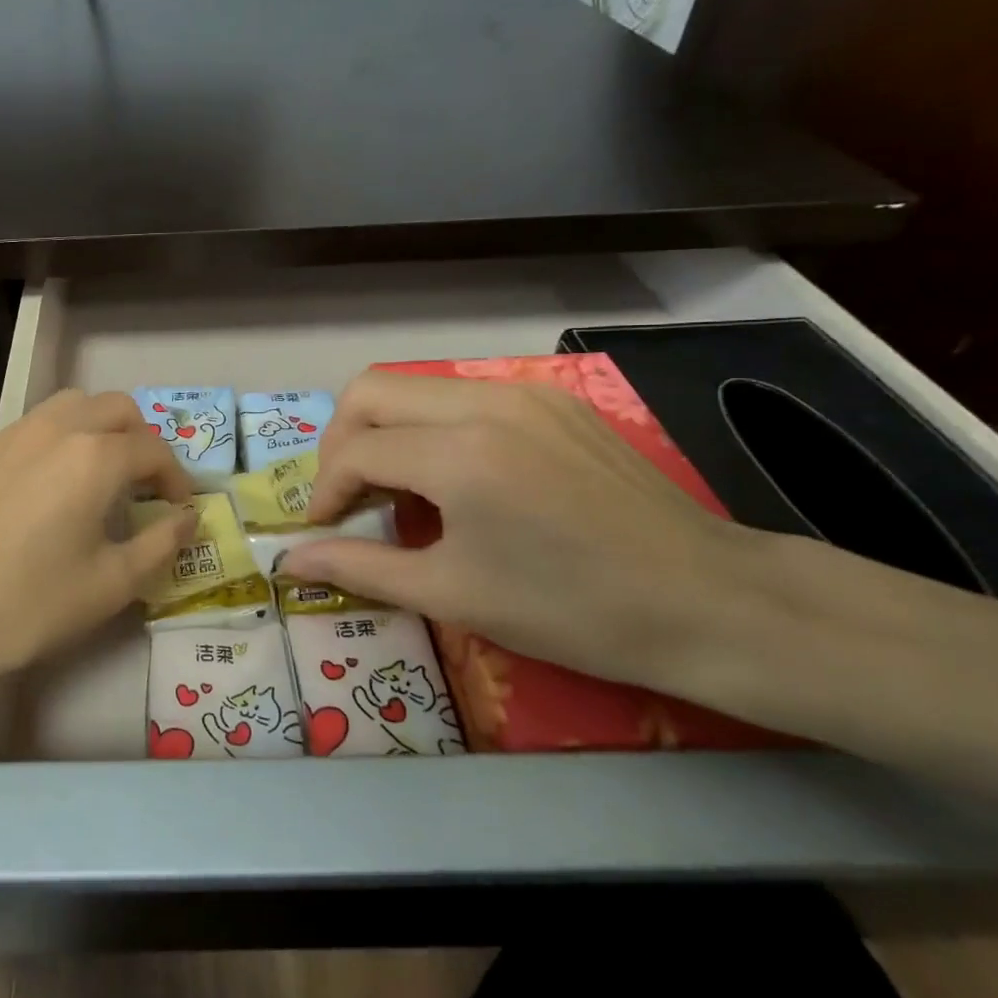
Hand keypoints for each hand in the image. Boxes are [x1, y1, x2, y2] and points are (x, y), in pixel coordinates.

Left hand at [0, 390, 194, 687]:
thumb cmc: (28, 604)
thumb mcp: (111, 584)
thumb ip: (161, 545)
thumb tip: (189, 518)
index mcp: (95, 456)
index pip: (153, 449)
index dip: (176, 478)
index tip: (177, 509)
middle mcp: (54, 429)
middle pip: (115, 408)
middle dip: (140, 439)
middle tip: (140, 484)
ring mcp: (7, 435)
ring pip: (67, 407)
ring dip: (95, 429)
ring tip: (93, 476)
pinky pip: (26, 430)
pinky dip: (51, 444)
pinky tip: (37, 491)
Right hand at [280, 370, 777, 690]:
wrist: (710, 602)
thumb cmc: (573, 611)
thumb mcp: (454, 594)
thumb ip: (359, 569)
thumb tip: (287, 562)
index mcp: (458, 453)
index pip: (355, 450)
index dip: (324, 490)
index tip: (323, 530)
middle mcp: (483, 402)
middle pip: (370, 391)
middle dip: (340, 442)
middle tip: (347, 497)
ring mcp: (522, 392)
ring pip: (414, 386)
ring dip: (384, 429)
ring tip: (395, 488)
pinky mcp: (551, 399)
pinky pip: (461, 394)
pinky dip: (431, 426)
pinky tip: (453, 475)